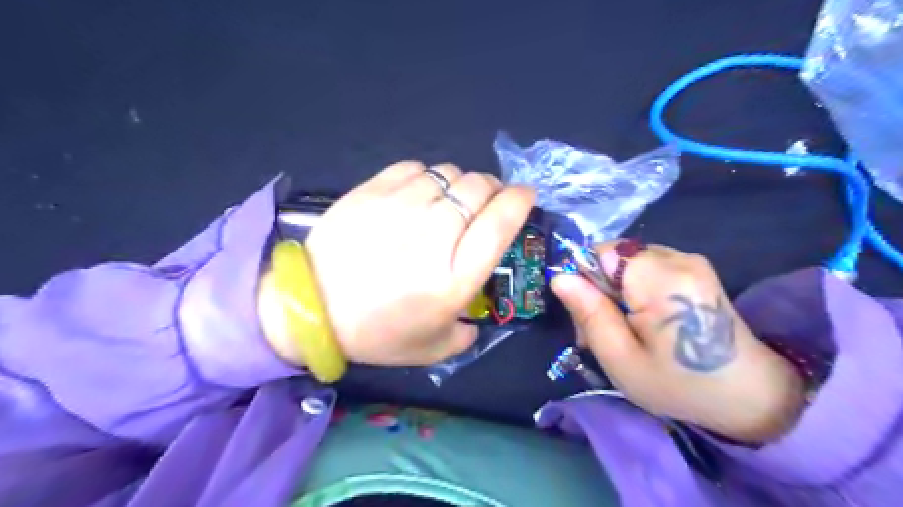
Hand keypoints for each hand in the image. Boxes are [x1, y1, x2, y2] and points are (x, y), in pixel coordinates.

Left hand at [267, 163, 534, 367]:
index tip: (524, 196)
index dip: (519, 201)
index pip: (501, 221)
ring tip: (448, 201)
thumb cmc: (375, 333)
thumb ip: (467, 332)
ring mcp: (402, 206)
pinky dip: (427, 178)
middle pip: (479, 188)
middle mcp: (435, 234)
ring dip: (459, 184)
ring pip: (449, 173)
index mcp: (455, 276)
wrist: (310, 308)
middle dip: (492, 190)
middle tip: (485, 202)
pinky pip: (415, 169)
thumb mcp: (433, 348)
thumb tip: (476, 314)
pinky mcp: (373, 190)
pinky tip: (417, 195)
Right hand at [550, 241, 804, 442]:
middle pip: (614, 256)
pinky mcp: (694, 268)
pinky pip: (645, 266)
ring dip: (615, 289)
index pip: (601, 252)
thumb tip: (560, 277)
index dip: (586, 278)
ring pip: (627, 261)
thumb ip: (589, 313)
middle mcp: (678, 258)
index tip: (589, 315)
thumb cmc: (679, 384)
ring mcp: (690, 260)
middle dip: (599, 287)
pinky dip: (634, 288)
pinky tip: (644, 318)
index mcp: (661, 279)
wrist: (749, 395)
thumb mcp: (620, 358)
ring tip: (624, 327)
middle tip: (604, 331)